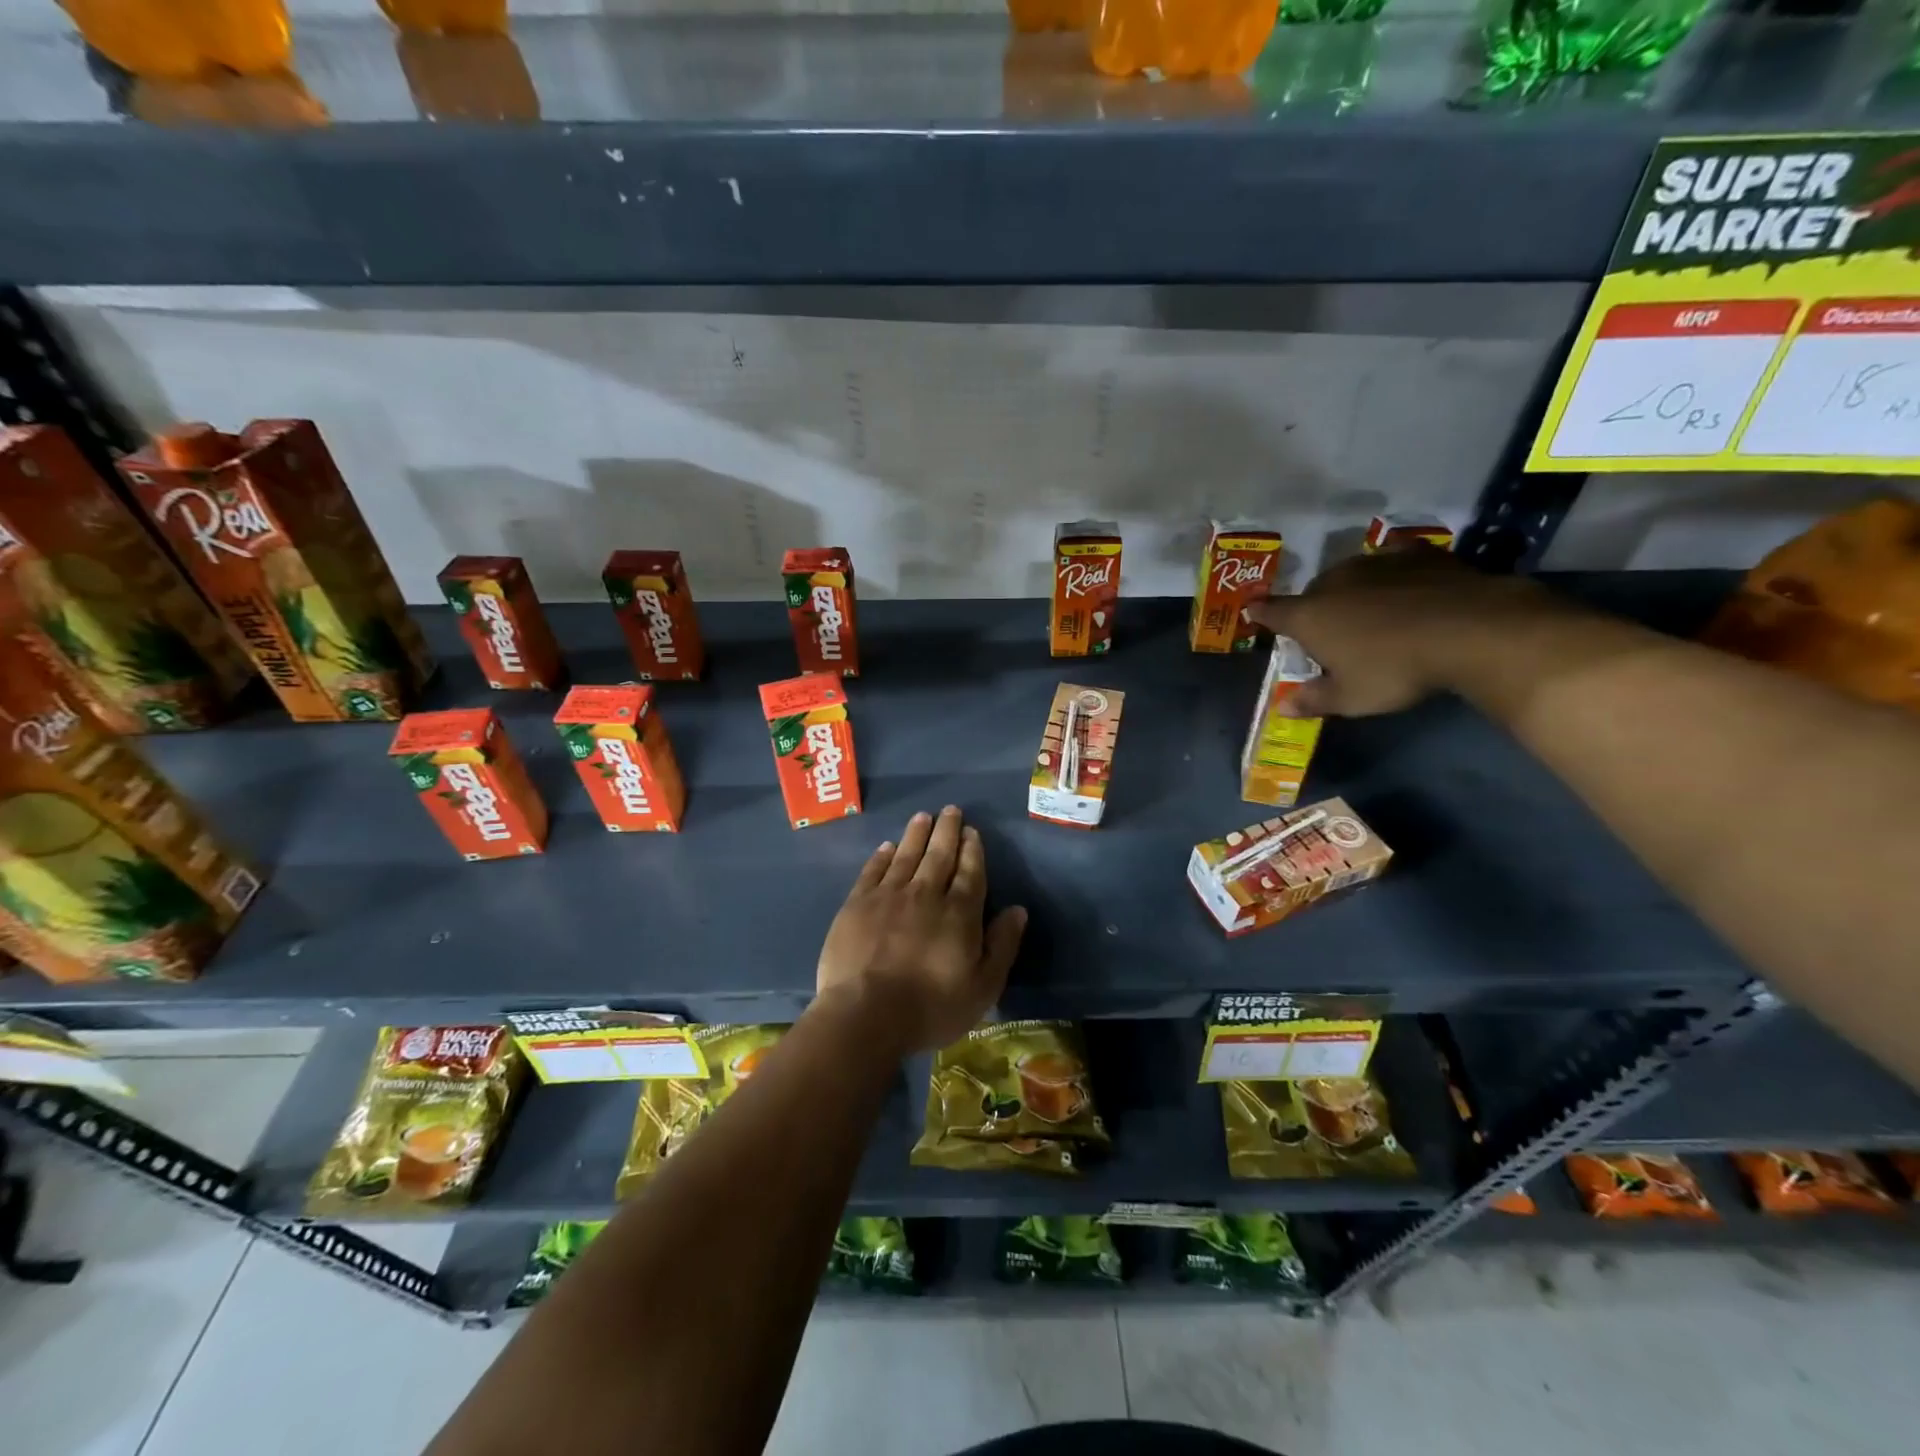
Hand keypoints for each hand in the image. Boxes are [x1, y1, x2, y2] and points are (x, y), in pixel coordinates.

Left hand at [815, 806, 1026, 1054]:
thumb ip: (1002, 945)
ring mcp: (888, 896)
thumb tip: (1018, 910)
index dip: (972, 850)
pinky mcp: (857, 904)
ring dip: (916, 834)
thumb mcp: (983, 987)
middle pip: (939, 855)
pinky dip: (882, 856)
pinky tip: (887, 846)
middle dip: (947, 831)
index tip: (972, 831)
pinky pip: (873, 871)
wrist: (866, 1014)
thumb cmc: (931, 1007)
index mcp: (959, 913)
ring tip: (923, 816)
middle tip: (951, 810)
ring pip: (906, 856)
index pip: (970, 872)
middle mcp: (925, 894)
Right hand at [1243, 548, 1556, 716]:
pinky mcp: (1415, 554)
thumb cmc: (1395, 669)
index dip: (1261, 613)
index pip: (1271, 612)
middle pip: (1312, 594)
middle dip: (1314, 610)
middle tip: (1330, 634)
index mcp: (1309, 616)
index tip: (1254, 611)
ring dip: (1351, 590)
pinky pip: (1392, 558)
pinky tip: (1400, 579)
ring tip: (1367, 610)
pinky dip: (1391, 570)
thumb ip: (1314, 699)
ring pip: (1350, 574)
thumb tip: (1281, 707)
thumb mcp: (1351, 698)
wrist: (1469, 629)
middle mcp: (1333, 582)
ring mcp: (1374, 563)